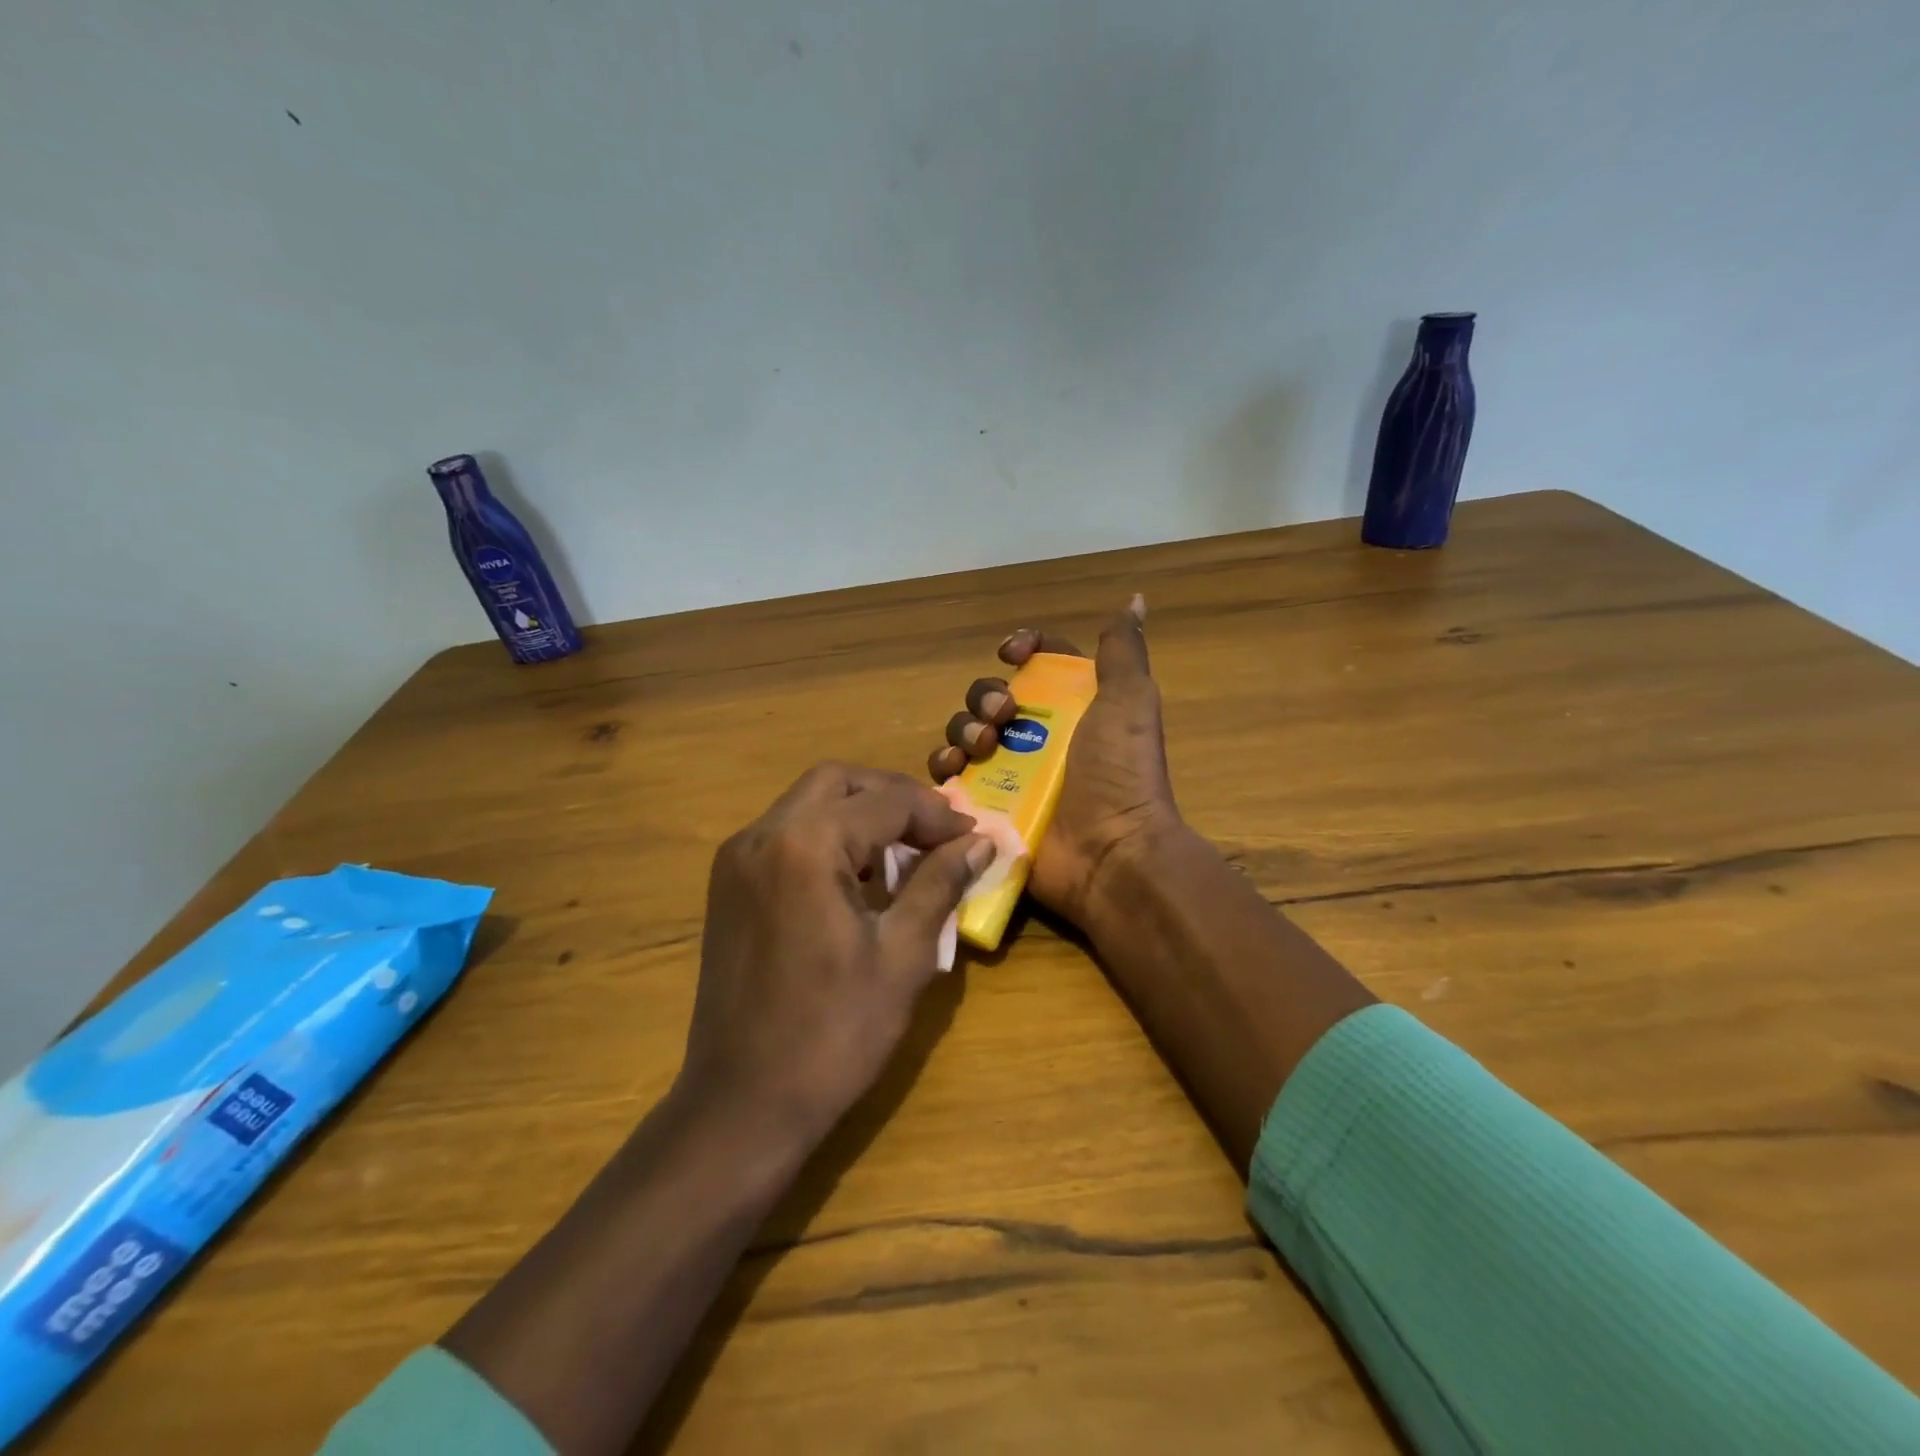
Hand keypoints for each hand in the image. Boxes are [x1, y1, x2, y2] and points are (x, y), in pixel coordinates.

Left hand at [679, 762, 991, 1145]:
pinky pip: (786, 833)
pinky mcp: (728, 885)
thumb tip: (980, 843)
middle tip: (938, 832)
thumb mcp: (903, 956)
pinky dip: (828, 835)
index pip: (886, 801)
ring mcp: (737, 858)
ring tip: (906, 852)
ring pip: (808, 802)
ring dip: (860, 813)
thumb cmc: (833, 1034)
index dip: (937, 815)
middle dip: (894, 797)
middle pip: (839, 781)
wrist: (742, 1104)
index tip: (973, 838)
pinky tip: (859, 876)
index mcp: (806, 846)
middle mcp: (762, 834)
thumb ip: (940, 884)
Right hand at [928, 596, 1179, 928]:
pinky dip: (945, 766)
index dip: (1023, 648)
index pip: (1039, 661)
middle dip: (987, 696)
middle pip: (992, 695)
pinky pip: (950, 777)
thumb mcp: (1129, 702)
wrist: (1110, 853)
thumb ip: (1122, 652)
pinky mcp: (987, 808)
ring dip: (964, 728)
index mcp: (1072, 707)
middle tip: (1004, 716)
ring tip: (981, 748)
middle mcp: (1039, 736)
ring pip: (965, 731)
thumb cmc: (1120, 773)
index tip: (1013, 652)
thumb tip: (1134, 599)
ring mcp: (1010, 774)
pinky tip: (954, 769)